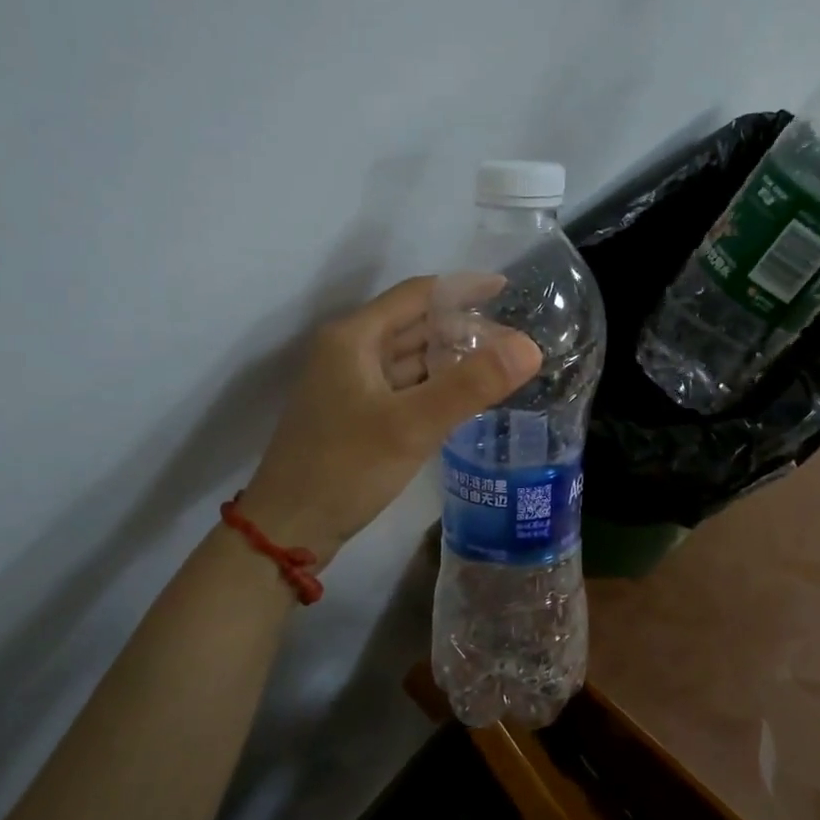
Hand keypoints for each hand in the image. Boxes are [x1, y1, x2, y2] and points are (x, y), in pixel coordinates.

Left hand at [238, 277, 541, 567]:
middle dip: (464, 328)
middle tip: (516, 340)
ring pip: (412, 358)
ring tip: (502, 365)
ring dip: (452, 358)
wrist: (289, 530)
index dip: (464, 289)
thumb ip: (472, 385)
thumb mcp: (412, 425)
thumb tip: (530, 346)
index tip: (510, 292)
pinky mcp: (357, 415)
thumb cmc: (345, 469)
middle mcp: (350, 351)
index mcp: (355, 337)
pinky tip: (467, 397)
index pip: (418, 294)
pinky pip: (406, 387)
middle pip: (416, 325)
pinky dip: (437, 386)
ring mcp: (351, 384)